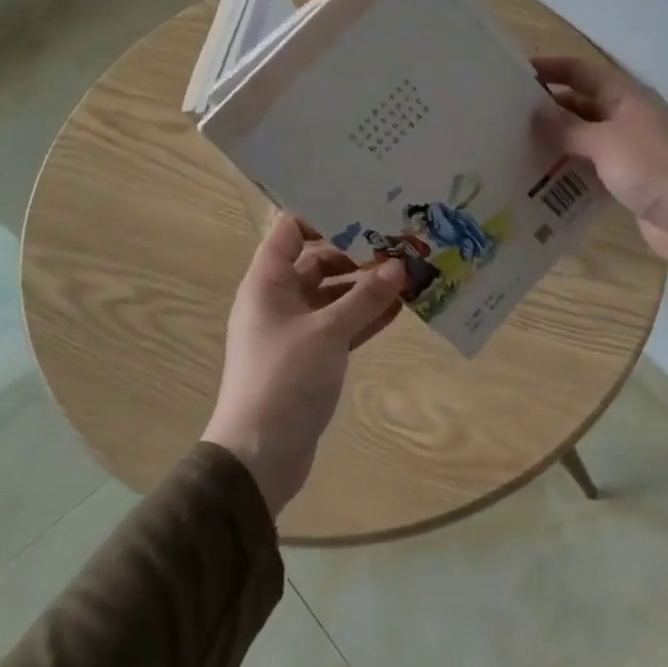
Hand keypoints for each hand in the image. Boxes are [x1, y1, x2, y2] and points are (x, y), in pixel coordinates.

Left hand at [201, 213, 404, 515]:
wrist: (259, 454)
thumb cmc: (284, 378)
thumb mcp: (328, 332)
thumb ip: (365, 297)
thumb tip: (399, 265)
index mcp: (267, 283)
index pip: (290, 231)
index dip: (322, 216)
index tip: (364, 212)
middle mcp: (279, 299)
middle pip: (318, 261)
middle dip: (357, 253)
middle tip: (398, 243)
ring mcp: (295, 329)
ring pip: (334, 295)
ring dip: (366, 286)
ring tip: (408, 274)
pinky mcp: (311, 356)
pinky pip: (341, 325)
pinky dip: (365, 316)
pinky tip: (400, 308)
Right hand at [532, 55, 667, 299]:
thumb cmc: (654, 169)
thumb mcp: (606, 142)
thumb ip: (568, 128)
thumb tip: (535, 115)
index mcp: (626, 97)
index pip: (582, 71)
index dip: (551, 68)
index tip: (515, 75)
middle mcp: (626, 118)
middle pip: (581, 105)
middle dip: (548, 109)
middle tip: (505, 119)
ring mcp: (628, 151)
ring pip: (584, 139)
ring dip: (556, 143)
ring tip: (514, 149)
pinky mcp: (627, 182)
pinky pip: (590, 170)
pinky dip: (568, 173)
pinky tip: (540, 181)